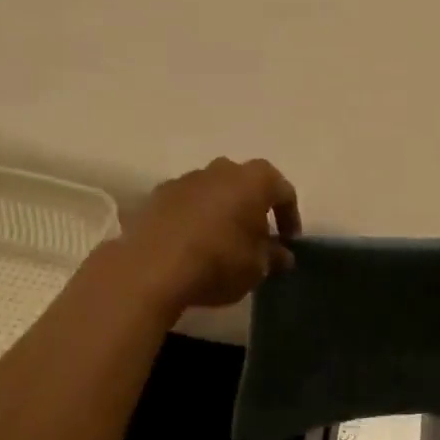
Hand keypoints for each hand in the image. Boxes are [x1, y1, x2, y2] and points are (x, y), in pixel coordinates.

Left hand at [118, 158, 300, 312]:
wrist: (150, 269)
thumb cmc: (218, 262)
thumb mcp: (258, 268)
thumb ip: (274, 257)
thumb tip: (282, 254)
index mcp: (254, 180)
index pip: (283, 191)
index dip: (290, 217)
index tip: (289, 242)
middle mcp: (220, 170)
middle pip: (245, 184)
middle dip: (252, 208)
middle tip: (256, 237)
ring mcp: (185, 179)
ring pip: (212, 191)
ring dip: (220, 211)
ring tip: (220, 242)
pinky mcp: (155, 196)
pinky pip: (184, 205)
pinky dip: (192, 219)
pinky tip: (190, 245)